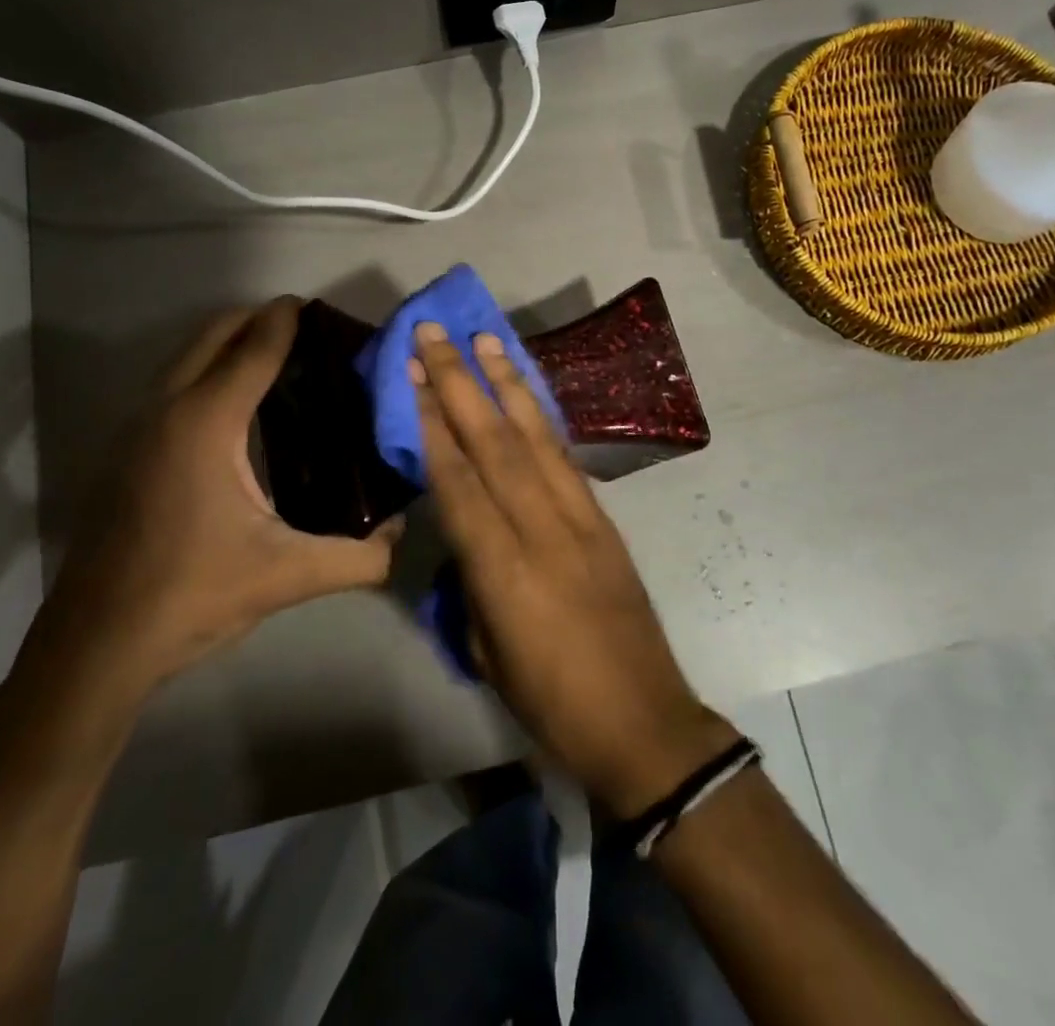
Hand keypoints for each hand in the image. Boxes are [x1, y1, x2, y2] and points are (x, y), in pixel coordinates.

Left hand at [48, 299, 401, 690]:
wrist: (95, 643)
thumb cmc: (192, 594)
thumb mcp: (288, 576)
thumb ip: (359, 558)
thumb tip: (403, 536)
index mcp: (206, 424)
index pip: (253, 349)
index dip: (285, 321)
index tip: (315, 306)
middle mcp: (165, 411)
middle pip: (211, 336)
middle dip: (255, 319)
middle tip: (303, 329)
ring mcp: (135, 430)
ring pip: (184, 359)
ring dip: (226, 344)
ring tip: (275, 358)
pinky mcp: (123, 453)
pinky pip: (170, 386)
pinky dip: (204, 372)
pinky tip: (233, 410)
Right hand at [412, 322, 737, 816]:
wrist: (641, 719)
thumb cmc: (550, 700)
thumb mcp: (487, 650)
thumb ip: (471, 581)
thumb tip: (464, 533)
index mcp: (502, 569)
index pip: (458, 480)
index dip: (433, 425)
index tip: (412, 376)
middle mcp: (541, 528)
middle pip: (494, 443)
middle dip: (460, 383)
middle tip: (436, 335)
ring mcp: (581, 518)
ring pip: (536, 437)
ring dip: (507, 383)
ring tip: (487, 339)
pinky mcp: (605, 519)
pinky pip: (566, 456)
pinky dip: (542, 417)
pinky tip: (526, 392)